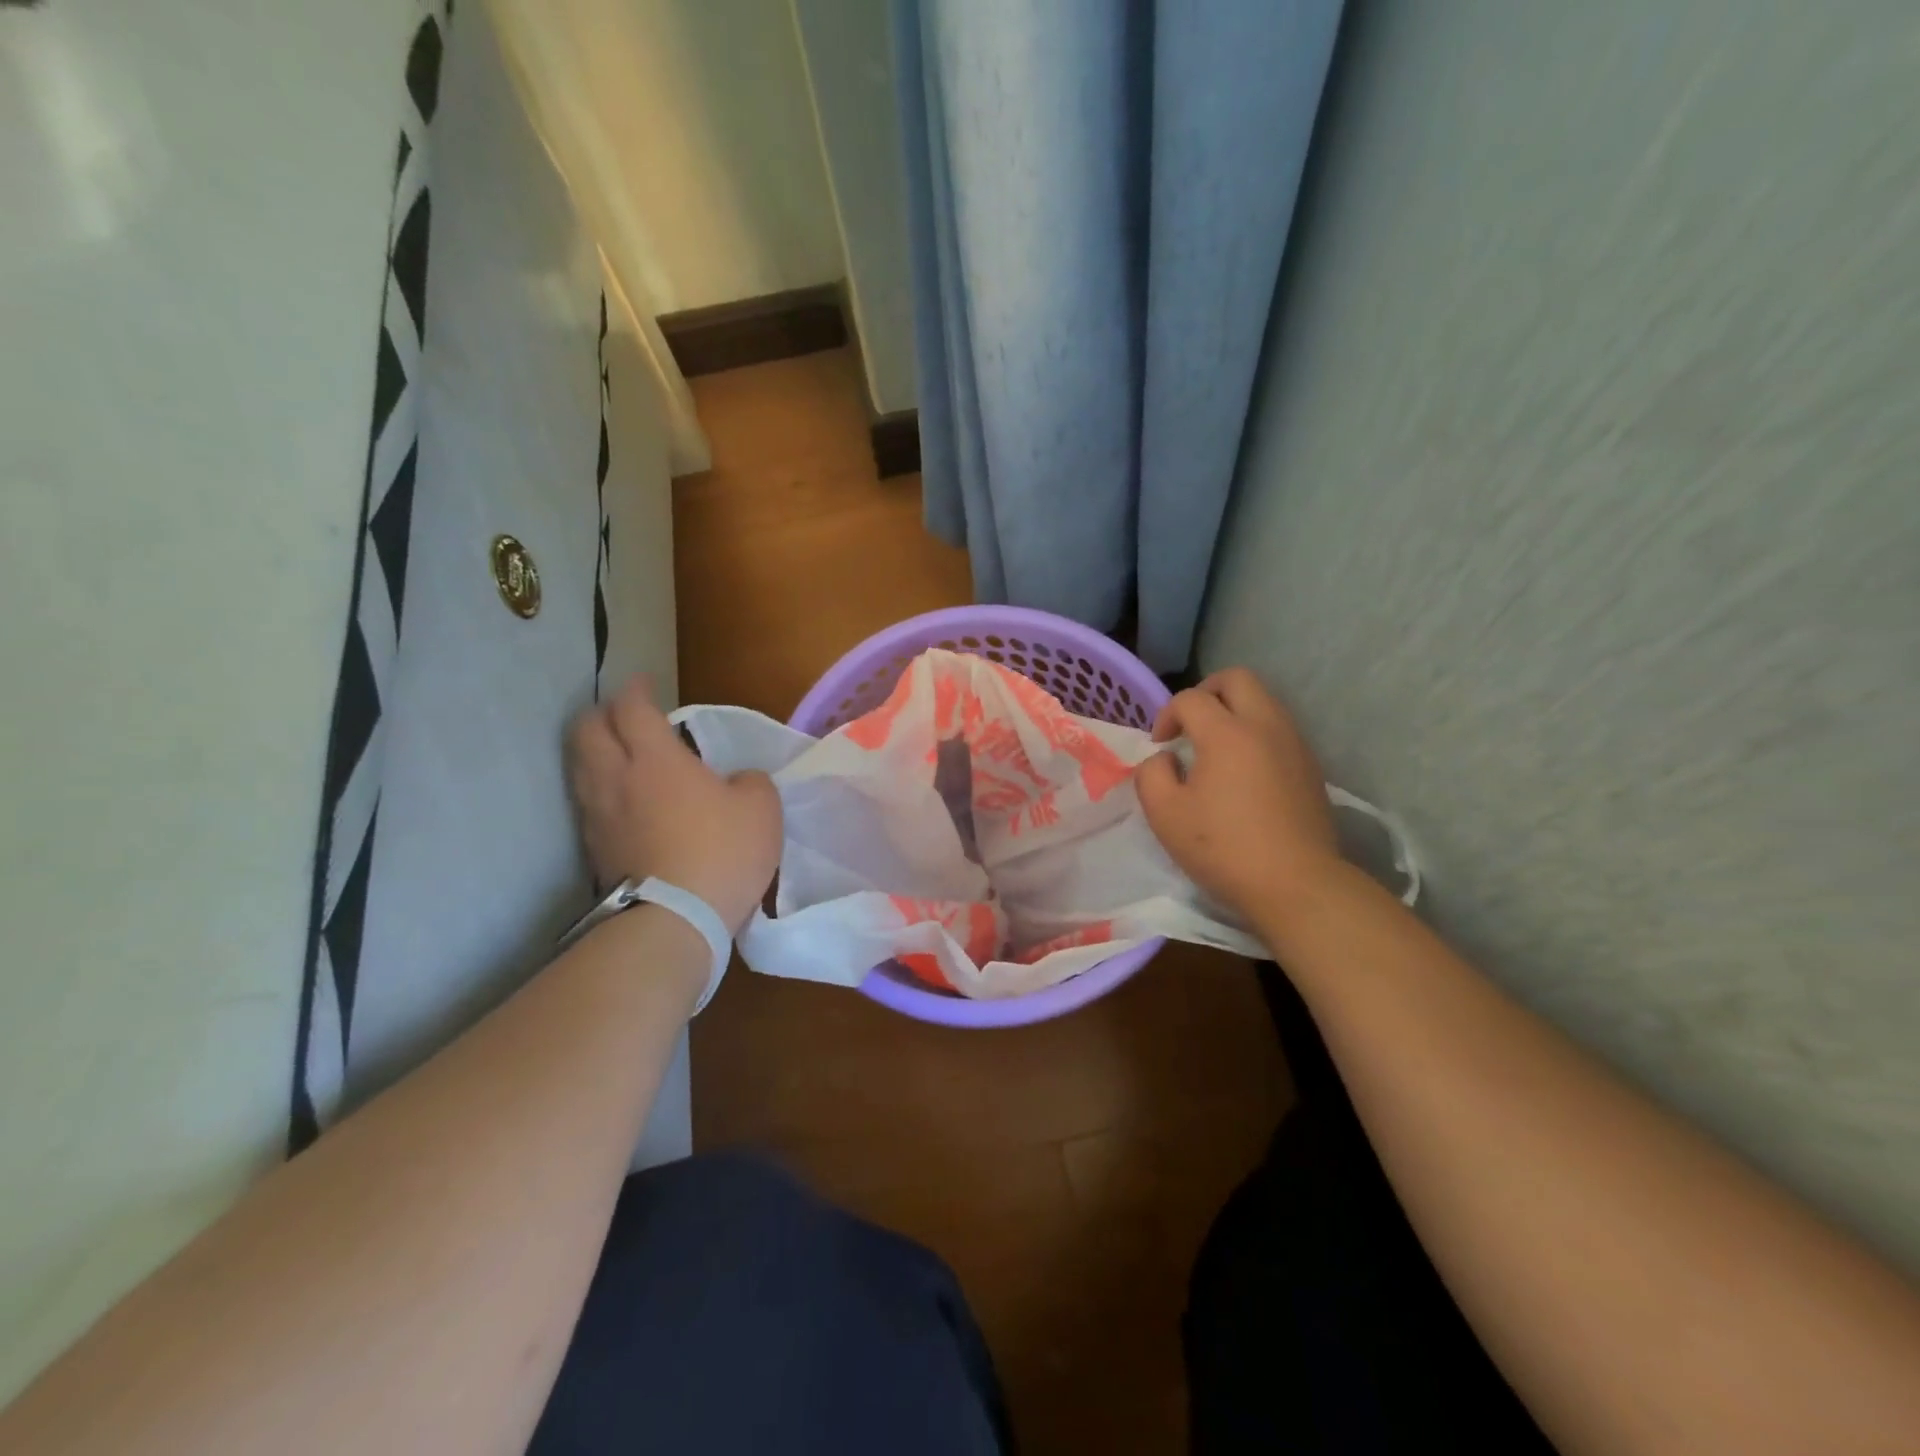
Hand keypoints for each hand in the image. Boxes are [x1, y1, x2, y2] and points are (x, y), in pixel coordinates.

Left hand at [567, 677, 781, 932]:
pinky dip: (598, 787)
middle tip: (624, 715)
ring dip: (594, 750)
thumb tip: (737, 781)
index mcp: (656, 758)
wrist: (675, 920)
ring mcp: (597, 814)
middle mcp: (616, 778)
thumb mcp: (762, 808)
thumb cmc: (722, 852)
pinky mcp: (593, 848)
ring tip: (617, 753)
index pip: (631, 707)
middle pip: (586, 729)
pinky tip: (620, 798)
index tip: (645, 683)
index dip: (637, 689)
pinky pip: (587, 801)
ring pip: (579, 765)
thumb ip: (750, 781)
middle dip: (602, 713)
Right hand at [1135, 668, 1339, 922]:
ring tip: (1215, 747)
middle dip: (1206, 692)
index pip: (1190, 698)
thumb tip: (1165, 760)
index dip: (1166, 716)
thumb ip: (1152, 775)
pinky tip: (1243, 770)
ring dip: (1234, 711)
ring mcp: (1294, 743)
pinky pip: (1278, 728)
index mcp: (1227, 733)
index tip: (1160, 746)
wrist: (1296, 884)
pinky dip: (1255, 732)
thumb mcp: (1165, 815)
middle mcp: (1265, 725)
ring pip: (1263, 700)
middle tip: (1190, 724)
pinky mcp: (1310, 766)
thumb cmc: (1224, 848)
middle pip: (1237, 679)